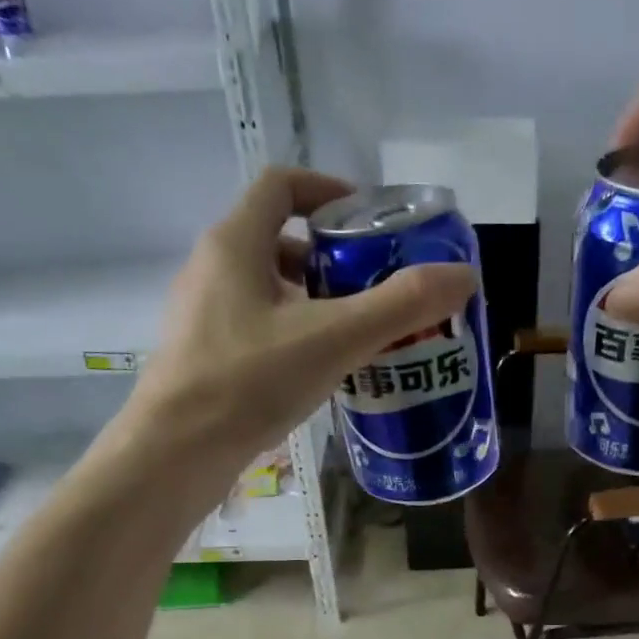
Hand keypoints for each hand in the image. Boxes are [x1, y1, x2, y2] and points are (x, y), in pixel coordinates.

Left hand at [126, 167, 476, 464]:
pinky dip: (295, 335)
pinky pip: (259, 328)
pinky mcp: (205, 357)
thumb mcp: (335, 338)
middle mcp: (212, 269)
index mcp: (235, 243)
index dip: (329, 190)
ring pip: (269, 290)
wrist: (176, 454)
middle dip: (333, 258)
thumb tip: (463, 274)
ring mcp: (204, 316)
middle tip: (377, 287)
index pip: (282, 185)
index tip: (371, 222)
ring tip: (359, 333)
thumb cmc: (249, 381)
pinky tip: (322, 371)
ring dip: (316, 301)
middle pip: (279, 240)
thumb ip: (401, 305)